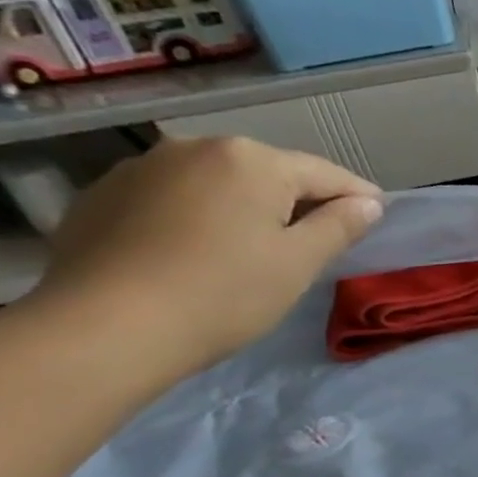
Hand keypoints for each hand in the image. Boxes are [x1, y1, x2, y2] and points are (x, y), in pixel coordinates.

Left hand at [33, 137, 383, 375]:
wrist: (104, 328)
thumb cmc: (224, 293)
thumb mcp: (299, 262)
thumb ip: (339, 226)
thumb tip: (367, 203)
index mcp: (252, 160)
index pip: (325, 174)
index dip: (357, 197)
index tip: (376, 217)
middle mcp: (195, 148)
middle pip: (268, 173)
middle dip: (295, 201)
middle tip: (314, 241)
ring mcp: (141, 168)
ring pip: (217, 184)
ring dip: (242, 207)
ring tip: (252, 248)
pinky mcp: (100, 196)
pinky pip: (171, 199)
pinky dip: (194, 217)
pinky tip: (195, 253)